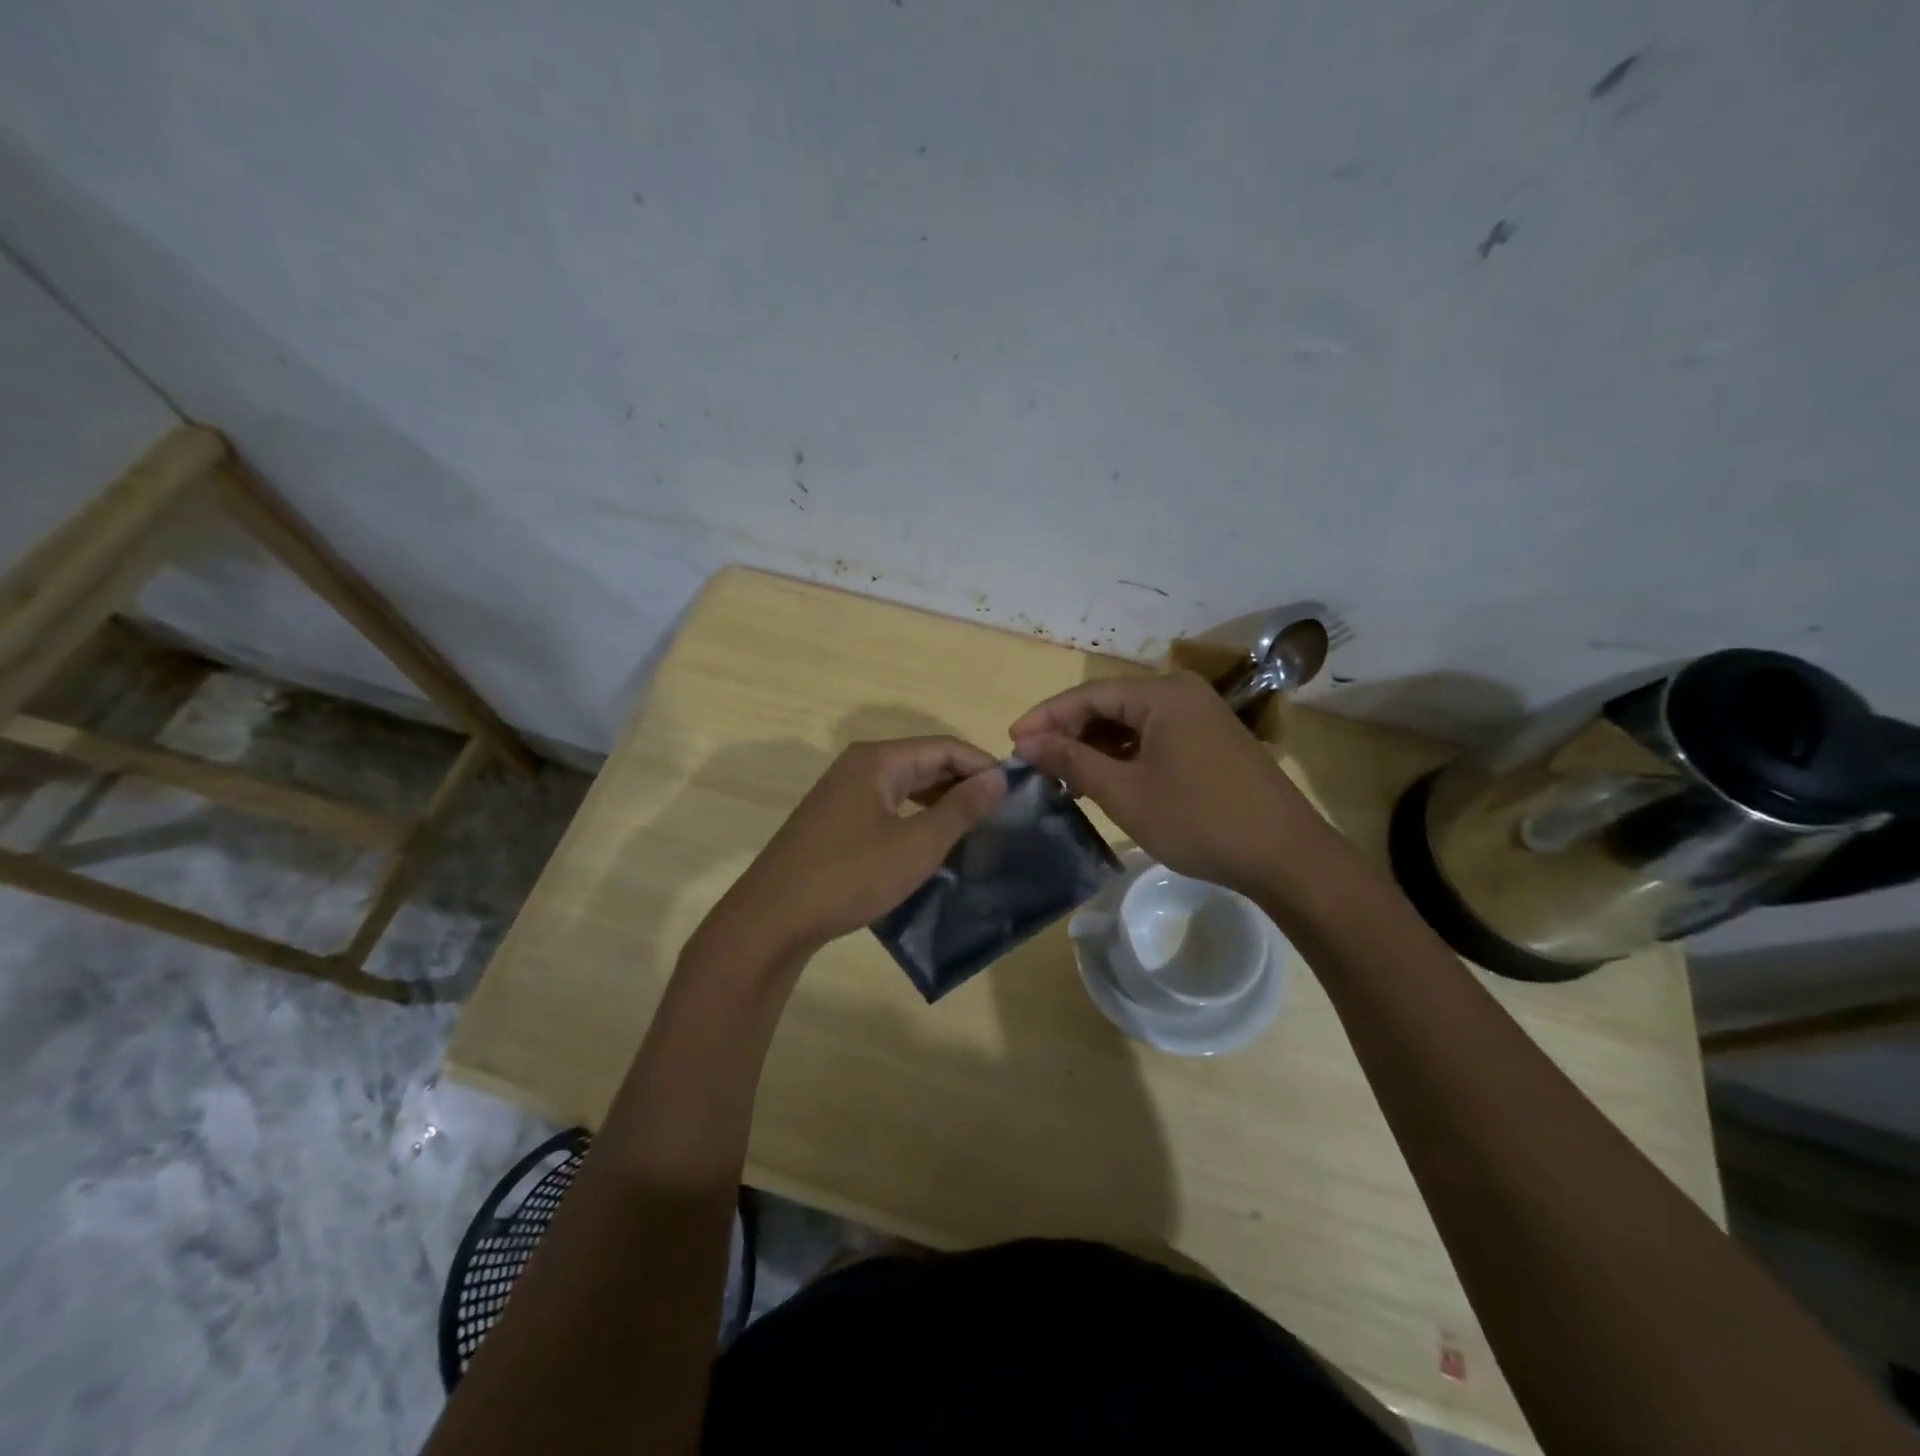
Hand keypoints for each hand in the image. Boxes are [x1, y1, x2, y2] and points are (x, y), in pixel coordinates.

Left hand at [706, 737, 1006, 959]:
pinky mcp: (835, 819)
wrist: (773, 918)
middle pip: (924, 761)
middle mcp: (858, 766)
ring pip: (905, 785)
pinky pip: (887, 805)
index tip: (1016, 790)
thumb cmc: (850, 876)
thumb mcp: (916, 845)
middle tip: (1001, 811)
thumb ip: (960, 808)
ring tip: (975, 825)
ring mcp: (843, 792)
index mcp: (877, 761)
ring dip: (941, 800)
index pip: (944, 747)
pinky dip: (915, 815)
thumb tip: (998, 777)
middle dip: (963, 782)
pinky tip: (933, 839)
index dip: (983, 764)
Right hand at [1010, 671, 1320, 893]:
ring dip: (1095, 747)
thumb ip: (1072, 760)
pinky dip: (1124, 756)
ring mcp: (1201, 717)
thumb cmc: (1199, 820)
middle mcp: (1182, 694)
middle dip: (1070, 733)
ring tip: (1062, 777)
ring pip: (1131, 724)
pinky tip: (1104, 780)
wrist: (1286, 857)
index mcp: (1162, 694)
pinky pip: (1154, 738)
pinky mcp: (1210, 742)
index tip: (1012, 742)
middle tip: (1035, 764)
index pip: (1089, 695)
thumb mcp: (1125, 792)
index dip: (1046, 717)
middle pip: (1110, 705)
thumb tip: (1027, 742)